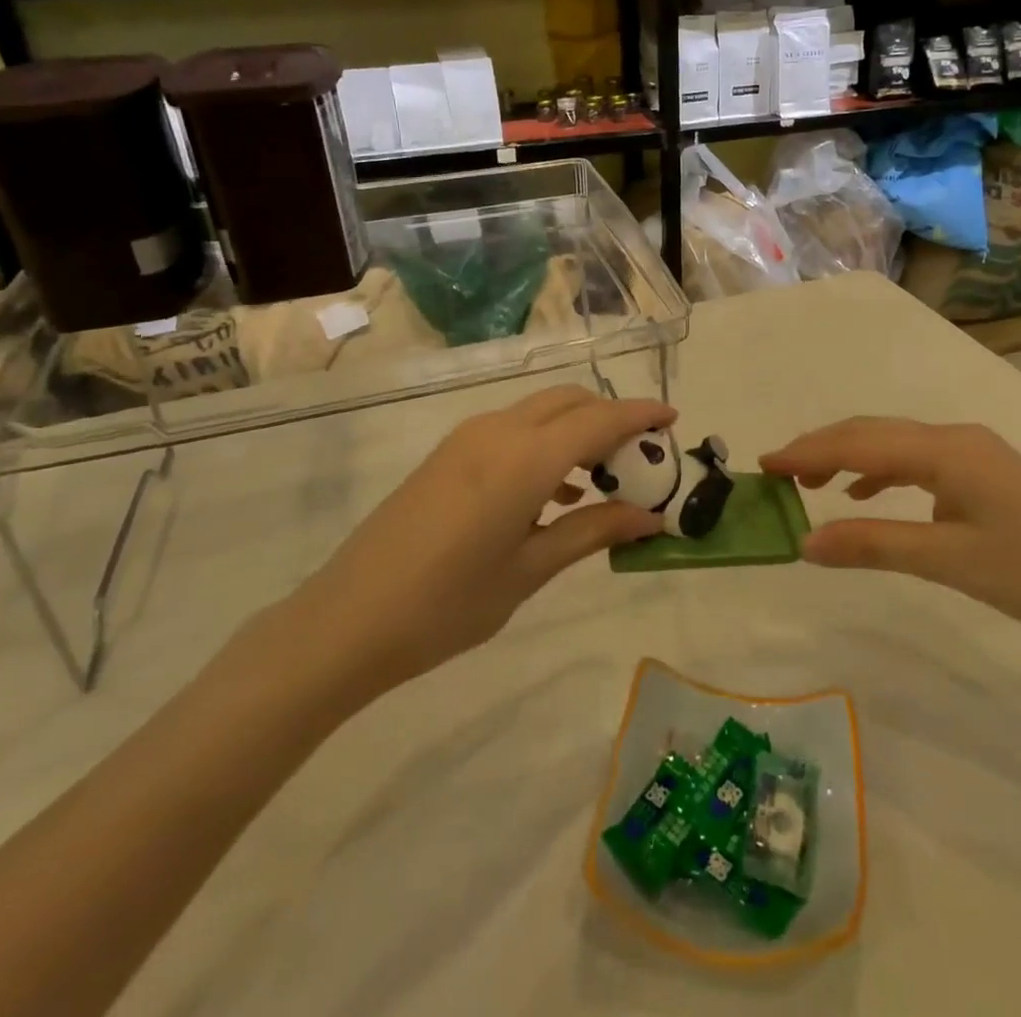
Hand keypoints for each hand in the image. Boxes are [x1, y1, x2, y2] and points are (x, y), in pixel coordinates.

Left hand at [289, 387, 674, 702]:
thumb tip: (651, 517)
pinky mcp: (449, 453)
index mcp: (524, 458)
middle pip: (570, 402)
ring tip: (604, 478)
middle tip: (641, 457)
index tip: (674, 421)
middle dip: (611, 417)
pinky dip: (546, 442)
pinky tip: (554, 492)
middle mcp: (498, 431)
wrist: (347, 619)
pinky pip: (513, 429)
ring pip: (541, 411)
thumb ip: (592, 531)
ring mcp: (468, 438)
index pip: (599, 420)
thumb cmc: (447, 604)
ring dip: (578, 428)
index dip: (641, 415)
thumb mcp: (530, 570)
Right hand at [761, 418, 1020, 645]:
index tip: (765, 465)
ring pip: (894, 443)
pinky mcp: (984, 471)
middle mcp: (955, 437)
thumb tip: (806, 542)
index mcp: (945, 450)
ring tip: (812, 482)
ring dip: (850, 457)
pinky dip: (882, 470)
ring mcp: (972, 451)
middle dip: (822, 448)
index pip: (859, 442)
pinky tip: (867, 493)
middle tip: (778, 472)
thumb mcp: (949, 561)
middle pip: (873, 431)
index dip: (808, 452)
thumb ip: (874, 544)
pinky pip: (917, 459)